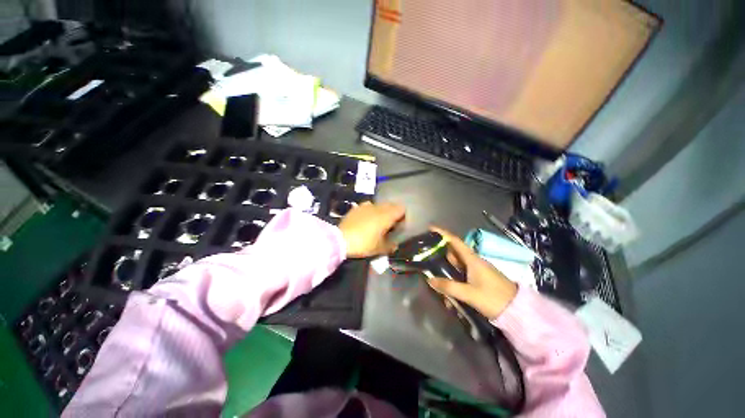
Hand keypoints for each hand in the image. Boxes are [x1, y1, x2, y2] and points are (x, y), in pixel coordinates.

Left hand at [339, 202, 404, 257]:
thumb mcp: (379, 249)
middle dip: (392, 212)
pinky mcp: (356, 207)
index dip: (402, 215)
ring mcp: (366, 206)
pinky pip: (367, 207)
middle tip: (389, 224)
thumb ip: (390, 246)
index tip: (399, 224)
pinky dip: (370, 212)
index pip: (401, 209)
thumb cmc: (364, 244)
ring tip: (377, 222)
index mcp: (387, 215)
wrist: (341, 239)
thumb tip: (395, 245)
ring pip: (379, 205)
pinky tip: (365, 220)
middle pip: (391, 205)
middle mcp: (378, 207)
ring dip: (381, 211)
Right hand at [427, 227, 517, 319]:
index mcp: (472, 259)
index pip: (455, 241)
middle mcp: (474, 261)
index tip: (430, 228)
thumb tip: (429, 280)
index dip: (442, 233)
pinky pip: (462, 273)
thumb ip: (449, 287)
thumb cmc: (494, 298)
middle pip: (454, 252)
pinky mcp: (479, 278)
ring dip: (446, 267)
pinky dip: (453, 277)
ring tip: (434, 273)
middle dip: (440, 252)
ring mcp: (477, 269)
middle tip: (426, 255)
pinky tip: (448, 288)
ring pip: (457, 264)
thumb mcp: (469, 294)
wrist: (518, 311)